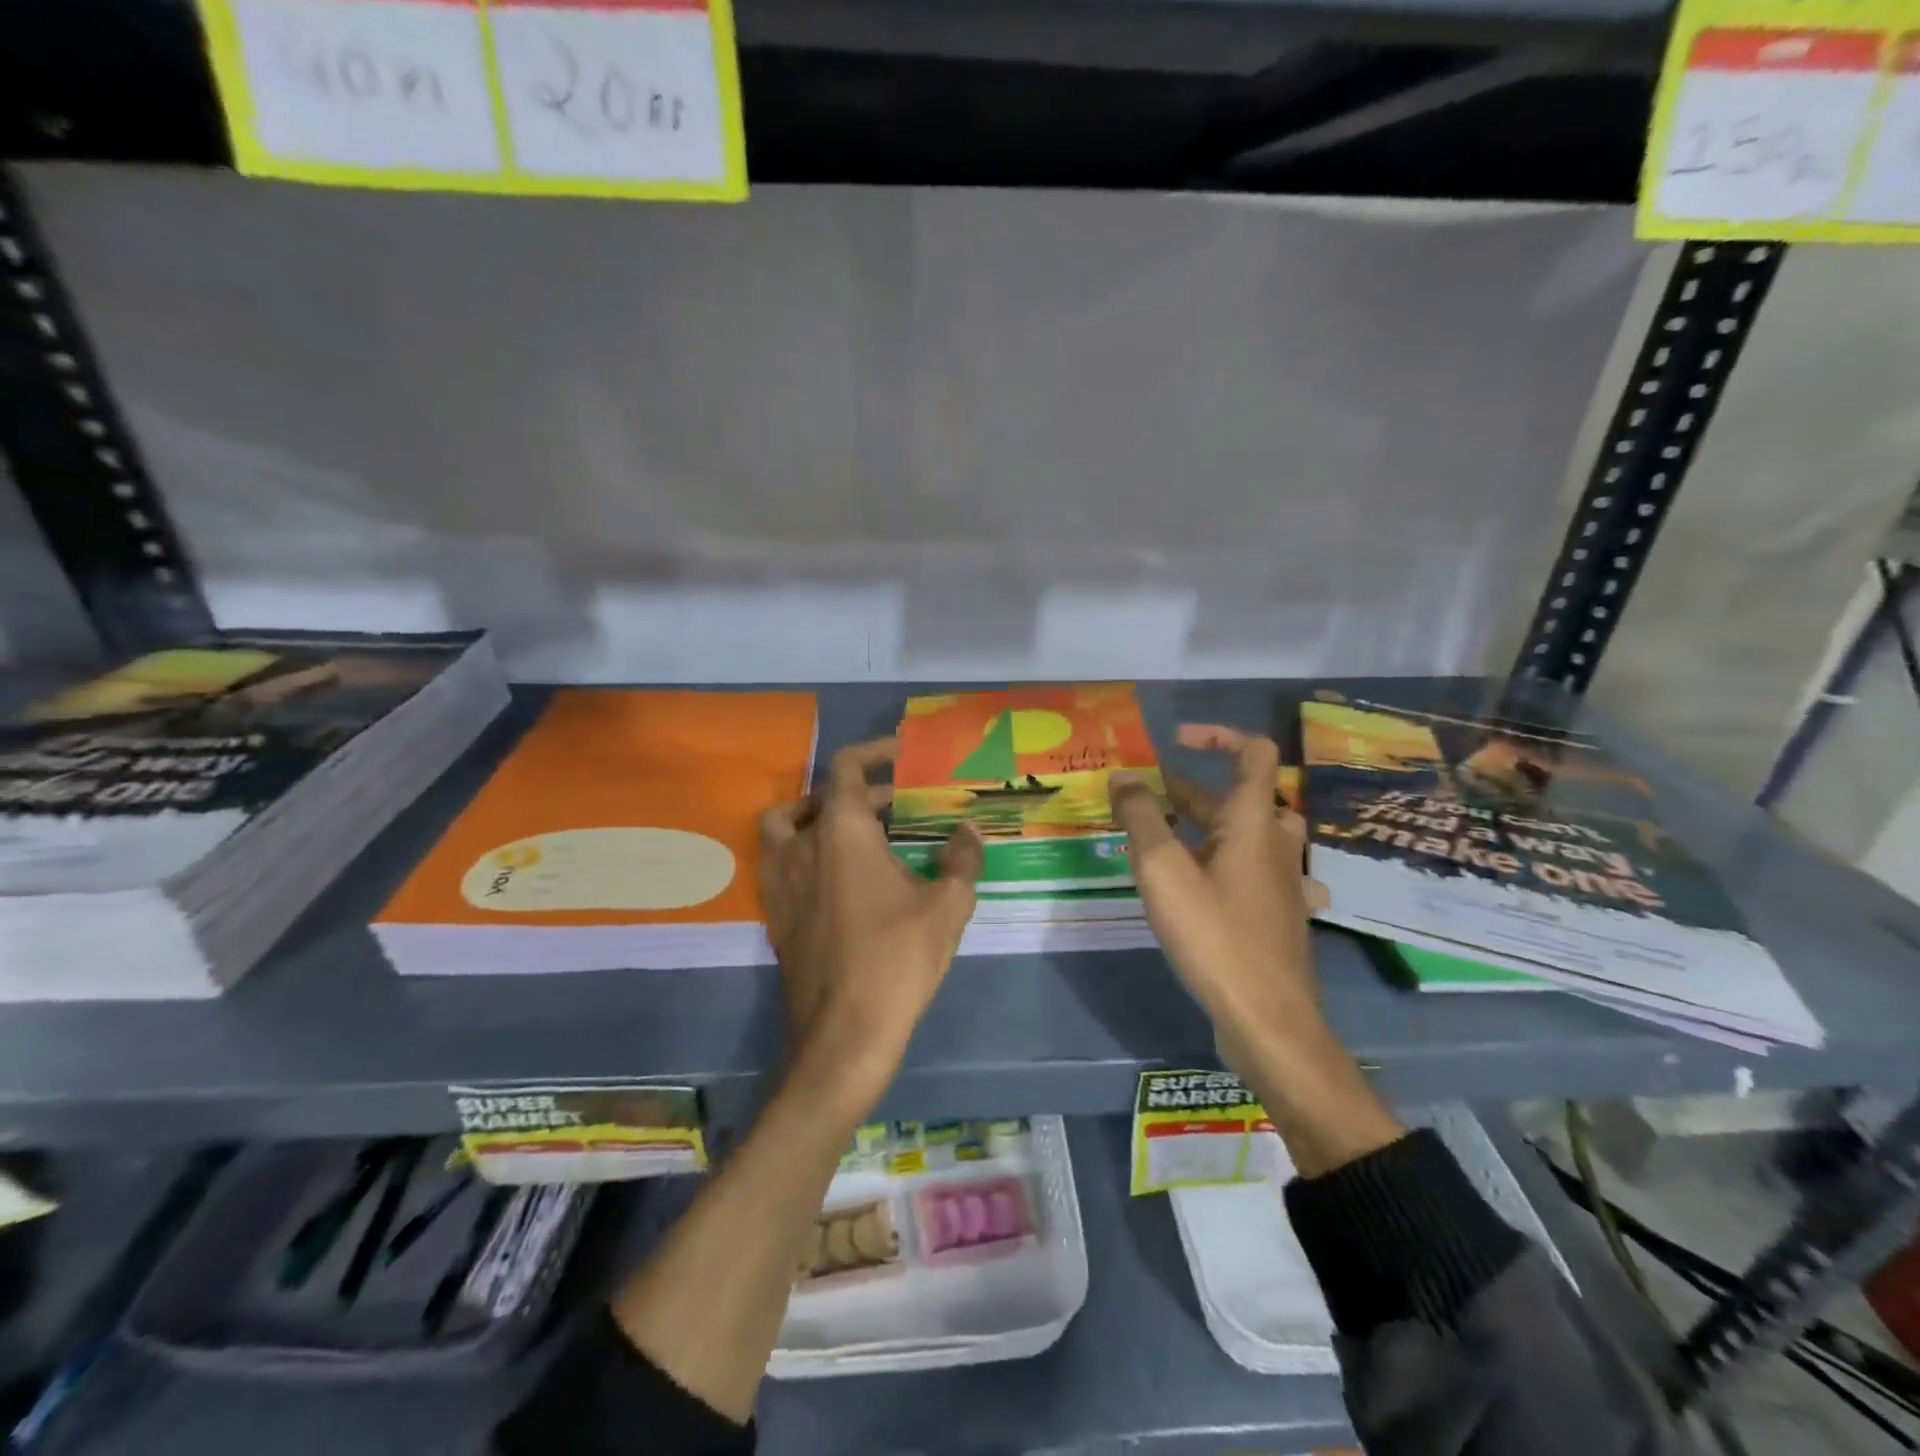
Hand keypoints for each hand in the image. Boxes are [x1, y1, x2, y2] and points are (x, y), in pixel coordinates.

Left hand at [758, 738, 983, 1096]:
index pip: (847, 767)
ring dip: (816, 814)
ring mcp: (781, 880)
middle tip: (900, 805)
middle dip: (863, 792)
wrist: (843, 1033)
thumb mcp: (947, 906)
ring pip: (784, 824)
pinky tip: (839, 877)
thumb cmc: (897, 959)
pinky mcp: (775, 913)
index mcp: (841, 831)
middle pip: (821, 795)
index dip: (874, 752)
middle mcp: (802, 845)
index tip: (901, 755)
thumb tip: (969, 831)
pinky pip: (781, 861)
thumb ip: (962, 860)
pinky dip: (804, 850)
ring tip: (855, 829)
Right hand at [1111, 725, 1328, 1055]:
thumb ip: (1140, 817)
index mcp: (1253, 822)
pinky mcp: (1278, 914)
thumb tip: (1124, 776)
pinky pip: (1250, 870)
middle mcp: (1275, 843)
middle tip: (1150, 797)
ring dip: (1205, 824)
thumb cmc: (1214, 935)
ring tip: (1163, 835)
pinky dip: (1220, 861)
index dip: (1217, 736)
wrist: (1267, 1019)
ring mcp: (1281, 881)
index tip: (1175, 742)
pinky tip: (1197, 884)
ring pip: (1245, 834)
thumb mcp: (1162, 871)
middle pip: (1241, 796)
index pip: (1254, 752)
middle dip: (1192, 789)